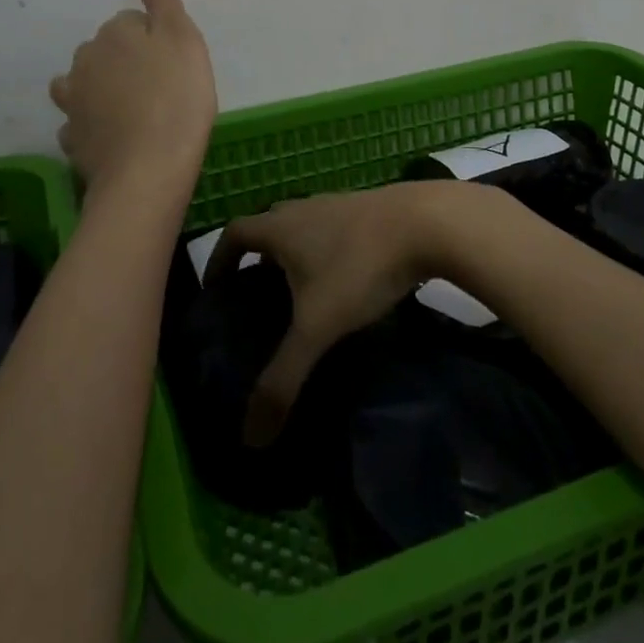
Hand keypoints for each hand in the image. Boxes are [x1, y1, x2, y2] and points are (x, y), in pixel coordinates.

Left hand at [49, 0, 216, 203]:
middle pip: (108, 52)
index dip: (157, 40)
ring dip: (105, 92)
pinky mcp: (74, 140)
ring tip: (137, 114)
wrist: (149, 171)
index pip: (132, 22)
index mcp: (111, 34)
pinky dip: (98, 126)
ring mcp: (74, 104)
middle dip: (130, 63)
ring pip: (88, 85)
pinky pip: (84, 123)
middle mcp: (84, 62)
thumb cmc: (176, 97)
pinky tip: (119, 140)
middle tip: (165, 89)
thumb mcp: (181, 35)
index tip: (176, 64)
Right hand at [206, 181, 468, 444]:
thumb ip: (283, 379)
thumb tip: (250, 438)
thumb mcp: (318, 327)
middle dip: (257, 261)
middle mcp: (303, 208)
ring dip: (295, 256)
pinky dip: (327, 253)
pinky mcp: (368, 210)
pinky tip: (345, 285)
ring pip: (303, 228)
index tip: (216, 291)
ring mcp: (338, 204)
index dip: (219, 259)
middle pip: (268, 229)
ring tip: (301, 300)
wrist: (427, 223)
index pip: (234, 233)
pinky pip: (333, 231)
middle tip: (257, 304)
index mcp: (280, 226)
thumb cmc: (359, 267)